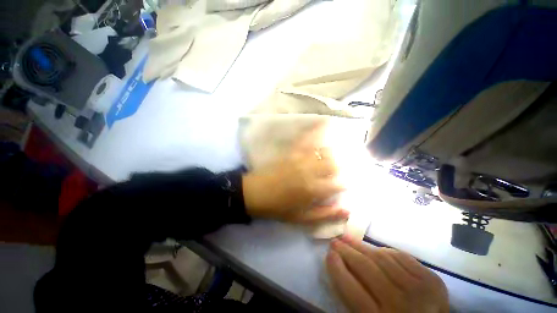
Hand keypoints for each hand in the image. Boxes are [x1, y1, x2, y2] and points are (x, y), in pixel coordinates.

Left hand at [242, 124, 347, 223]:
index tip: (345, 184)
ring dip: (333, 151)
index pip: (339, 183)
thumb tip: (347, 210)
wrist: (254, 193)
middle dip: (340, 166)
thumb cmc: (278, 208)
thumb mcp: (302, 219)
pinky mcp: (291, 151)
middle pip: (334, 163)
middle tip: (338, 170)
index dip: (345, 184)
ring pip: (323, 150)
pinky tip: (323, 123)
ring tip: (335, 153)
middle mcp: (310, 171)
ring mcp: (300, 158)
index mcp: (314, 189)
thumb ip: (325, 215)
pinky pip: (306, 139)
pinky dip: (316, 130)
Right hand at [326, 236, 448, 312]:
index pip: (352, 290)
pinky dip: (385, 251)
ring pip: (383, 258)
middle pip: (367, 269)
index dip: (337, 269)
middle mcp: (402, 305)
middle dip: (347, 251)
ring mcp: (421, 290)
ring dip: (361, 246)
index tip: (328, 254)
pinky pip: (401, 256)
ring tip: (348, 238)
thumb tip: (338, 265)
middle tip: (335, 241)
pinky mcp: (432, 280)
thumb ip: (353, 297)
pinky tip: (374, 249)